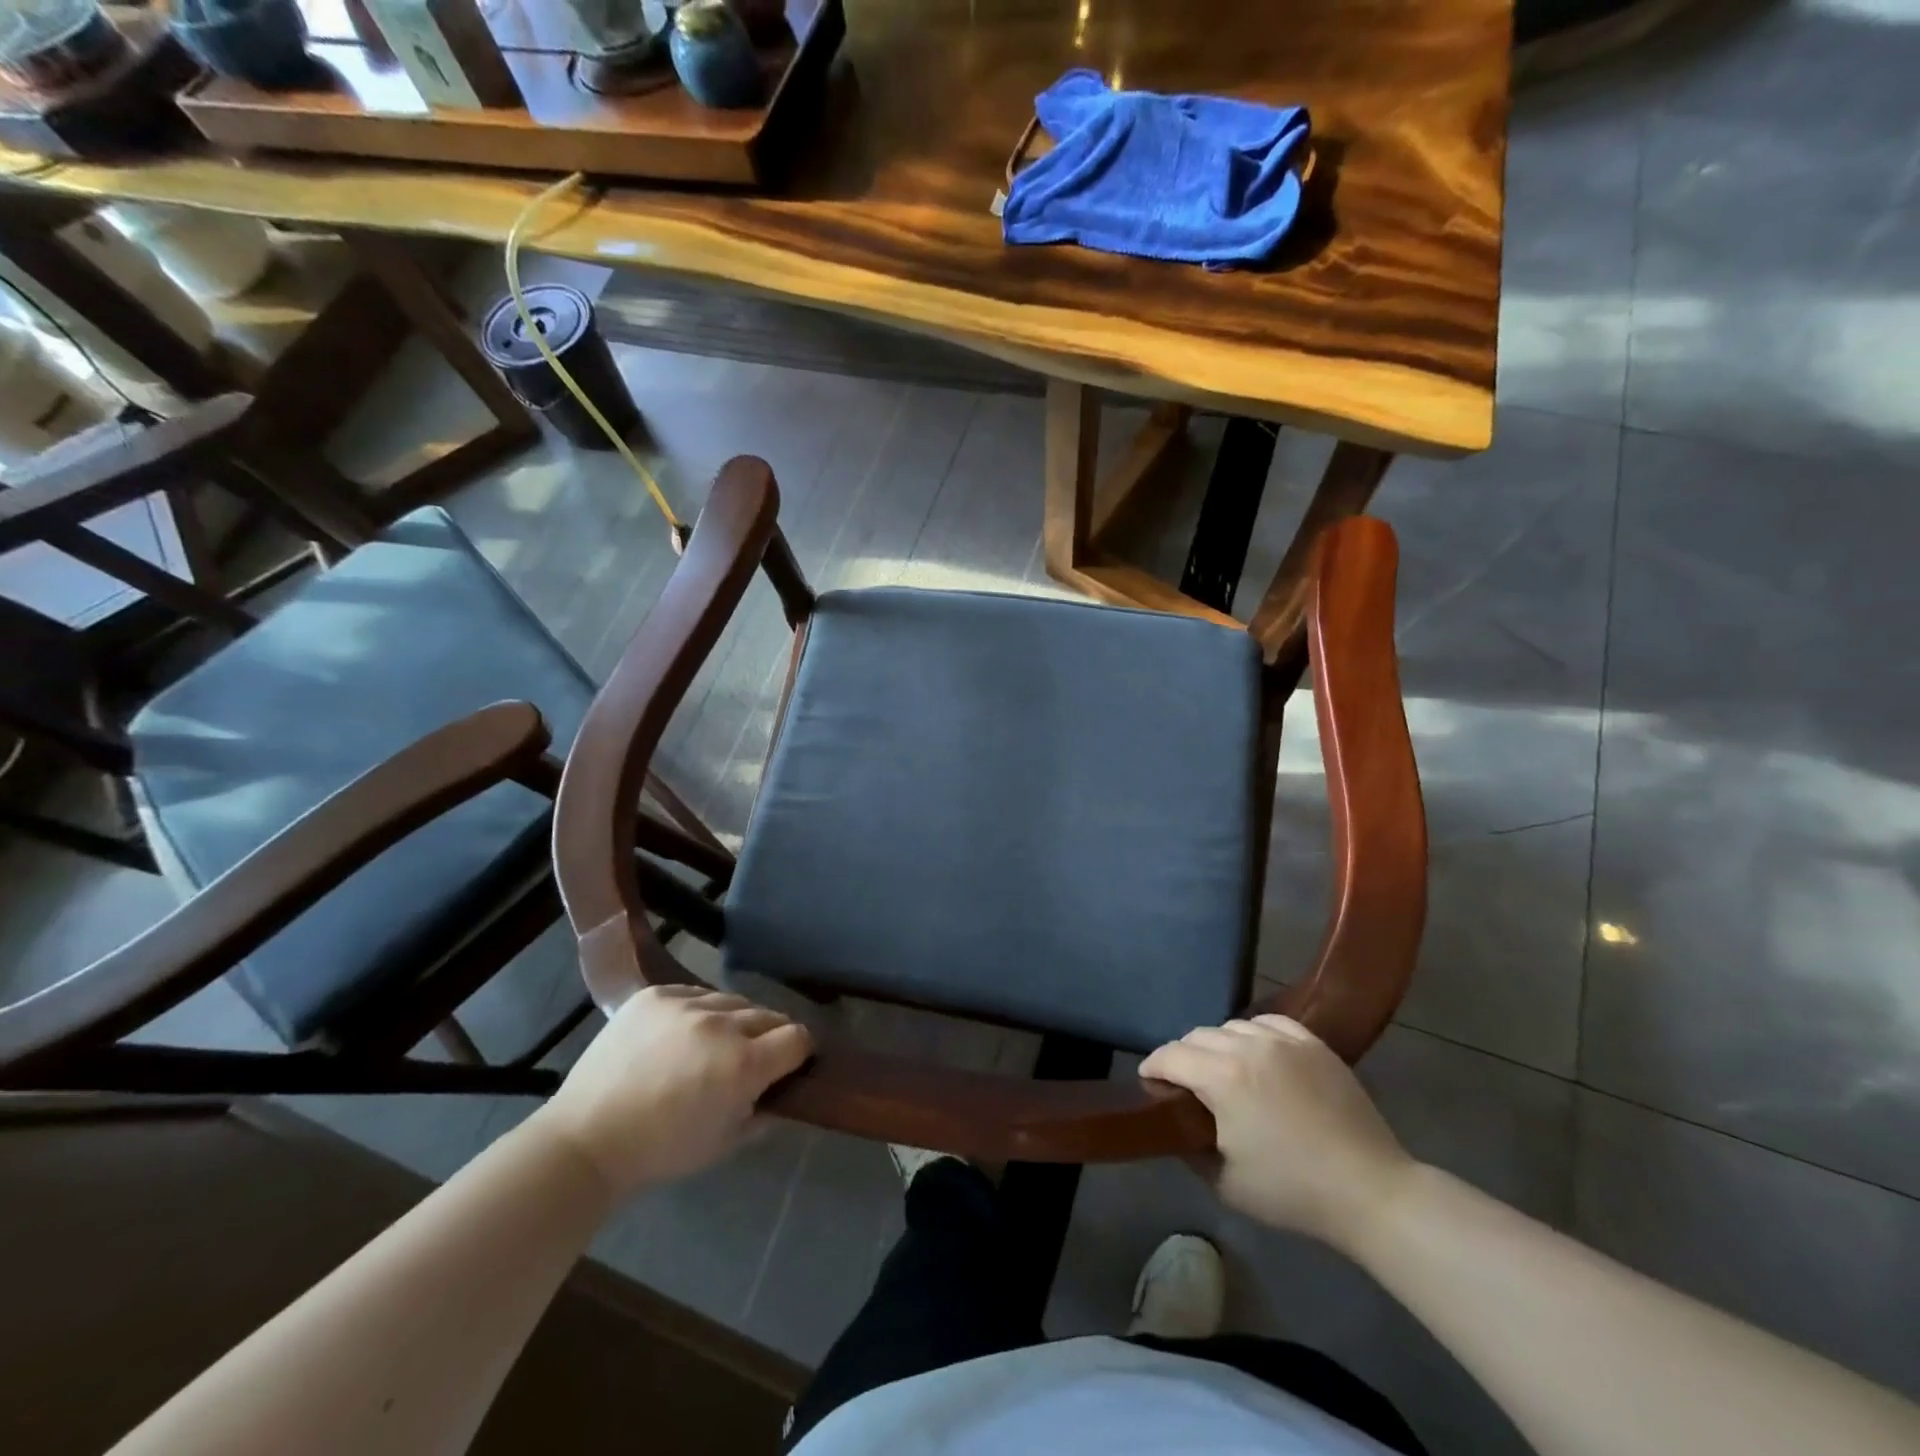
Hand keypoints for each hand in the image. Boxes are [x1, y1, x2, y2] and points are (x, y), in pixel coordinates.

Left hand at [533, 985, 812, 1198]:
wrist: (587, 1138)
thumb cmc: (661, 1150)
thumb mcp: (725, 1143)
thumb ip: (764, 1113)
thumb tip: (783, 1093)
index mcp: (744, 1064)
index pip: (798, 1037)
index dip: (799, 1052)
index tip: (788, 1065)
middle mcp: (722, 1025)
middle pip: (769, 1015)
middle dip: (768, 1037)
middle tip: (750, 1058)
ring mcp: (686, 1004)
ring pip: (733, 1001)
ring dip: (733, 1021)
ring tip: (712, 1044)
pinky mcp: (655, 995)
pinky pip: (695, 993)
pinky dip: (698, 1011)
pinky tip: (681, 1034)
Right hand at [1140, 1015, 1413, 1248]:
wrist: (1369, 1190)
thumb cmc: (1292, 1191)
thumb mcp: (1225, 1182)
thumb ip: (1189, 1147)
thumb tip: (1175, 1125)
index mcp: (1222, 1077)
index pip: (1170, 1056)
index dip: (1153, 1067)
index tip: (1149, 1082)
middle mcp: (1247, 1046)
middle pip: (1198, 1036)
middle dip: (1183, 1056)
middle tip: (1186, 1084)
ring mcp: (1283, 1040)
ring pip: (1232, 1026)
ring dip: (1218, 1044)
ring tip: (1224, 1069)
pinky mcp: (1313, 1043)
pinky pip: (1269, 1023)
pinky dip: (1254, 1034)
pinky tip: (1258, 1054)